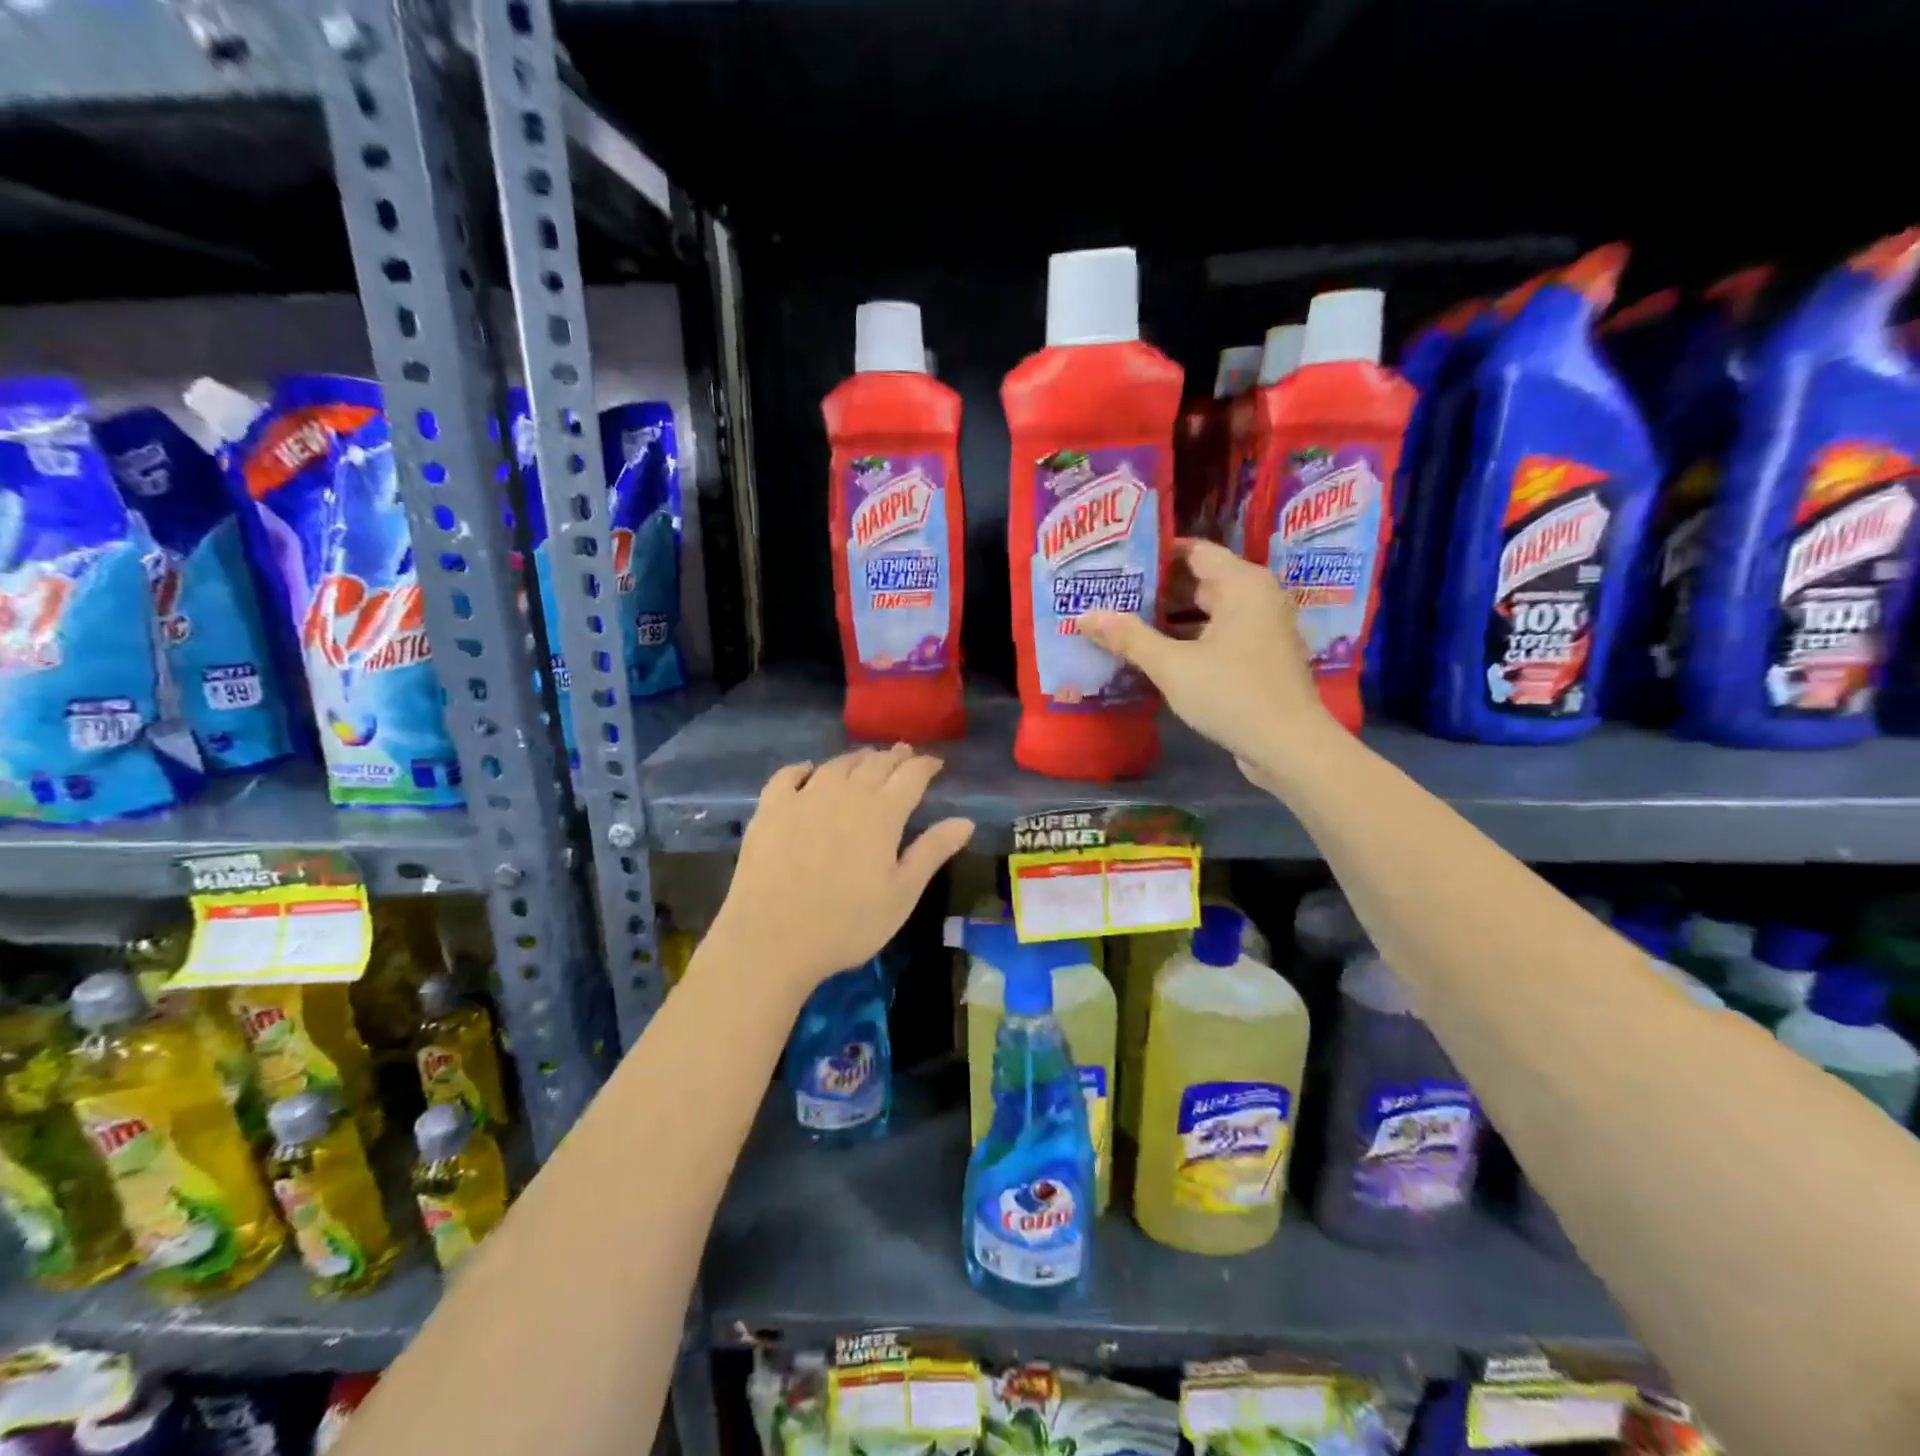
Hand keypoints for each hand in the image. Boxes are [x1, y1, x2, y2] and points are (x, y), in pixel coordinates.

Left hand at [705, 744, 974, 996]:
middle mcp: (845, 793)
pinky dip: (804, 768)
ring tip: (866, 760)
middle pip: (875, 763)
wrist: (770, 940)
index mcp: (882, 813)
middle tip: (905, 754)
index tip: (935, 763)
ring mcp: (804, 797)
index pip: (911, 775)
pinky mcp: (770, 809)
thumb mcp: (901, 895)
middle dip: (894, 756)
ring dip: (857, 758)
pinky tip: (808, 771)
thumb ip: (932, 852)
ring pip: (836, 765)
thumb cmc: (846, 924)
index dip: (926, 765)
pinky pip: (788, 776)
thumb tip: (965, 821)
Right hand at [1079, 538, 1330, 787]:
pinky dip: (1188, 639)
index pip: (1194, 550)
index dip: (1155, 553)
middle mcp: (1257, 597)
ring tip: (1123, 620)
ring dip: (1169, 617)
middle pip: (1200, 580)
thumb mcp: (1172, 666)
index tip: (1117, 560)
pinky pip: (1217, 635)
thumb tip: (1085, 615)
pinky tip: (1153, 652)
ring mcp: (1261, 628)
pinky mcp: (1259, 657)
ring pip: (1207, 611)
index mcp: (1242, 584)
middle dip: (1156, 588)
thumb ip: (1129, 637)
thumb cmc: (1232, 694)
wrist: (1290, 747)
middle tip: (1111, 592)